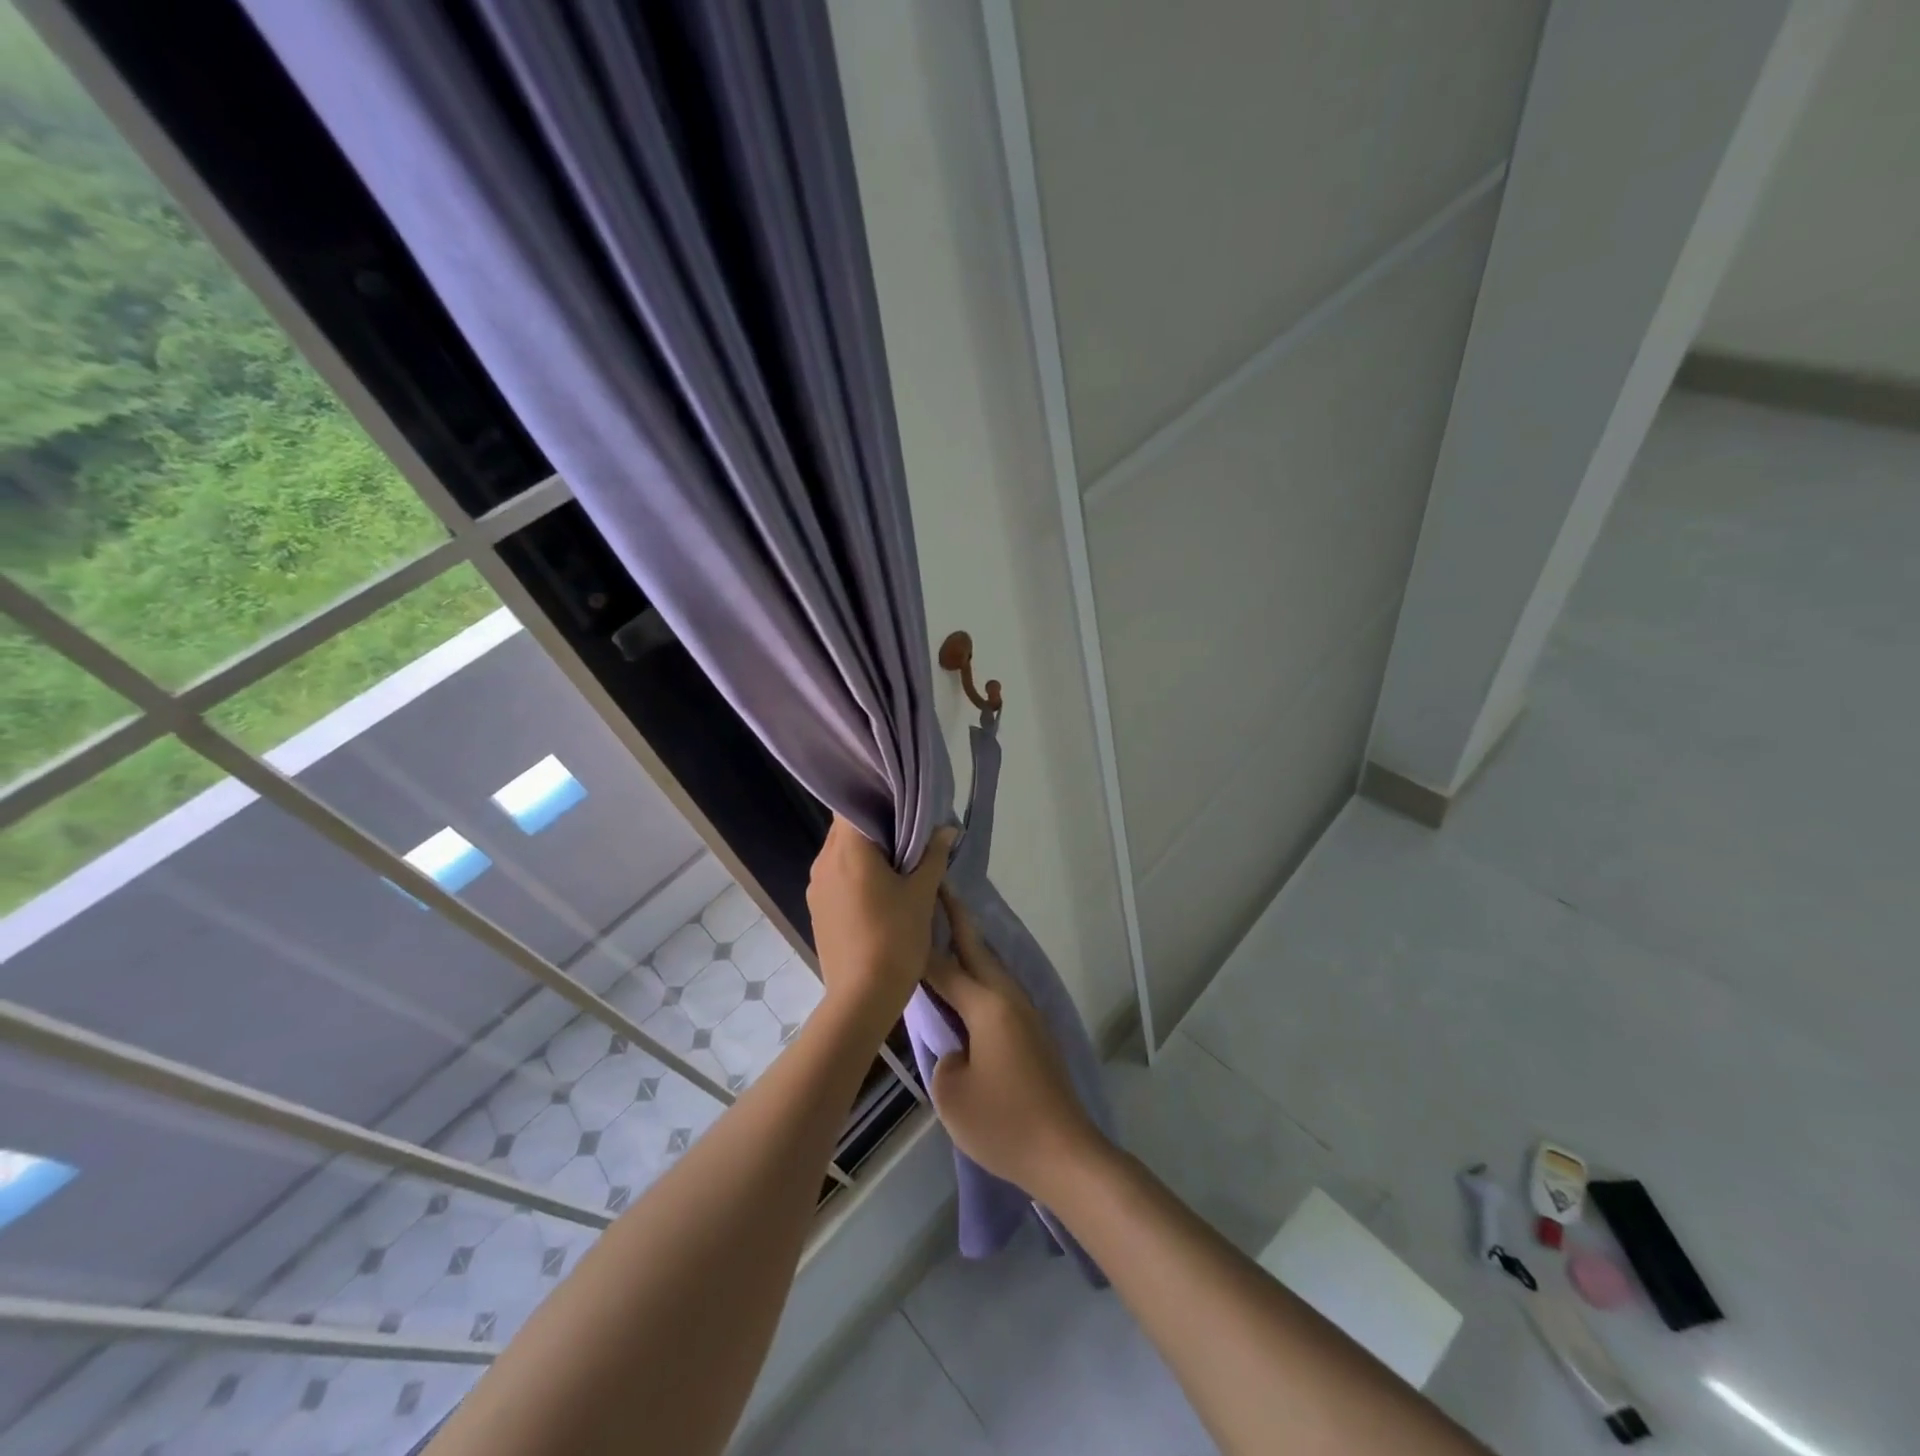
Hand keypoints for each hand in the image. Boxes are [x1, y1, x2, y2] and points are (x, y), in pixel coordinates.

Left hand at [806, 816, 954, 1021]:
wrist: (862, 997)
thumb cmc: (895, 938)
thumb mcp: (922, 894)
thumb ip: (934, 856)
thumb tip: (947, 829)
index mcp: (847, 850)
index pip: (853, 804)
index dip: (876, 797)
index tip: (902, 802)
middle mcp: (824, 861)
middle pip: (846, 828)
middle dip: (876, 826)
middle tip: (909, 830)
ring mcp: (816, 886)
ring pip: (841, 853)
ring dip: (866, 851)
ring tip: (898, 860)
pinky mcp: (817, 908)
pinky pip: (836, 876)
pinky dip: (856, 872)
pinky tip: (880, 888)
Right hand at [923, 887, 1106, 1196]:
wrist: (1065, 1153)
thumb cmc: (1004, 1124)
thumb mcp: (952, 1094)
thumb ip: (944, 1056)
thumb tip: (956, 1045)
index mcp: (987, 1006)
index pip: (944, 967)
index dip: (921, 945)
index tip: (905, 915)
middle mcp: (1009, 999)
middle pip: (977, 950)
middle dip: (956, 919)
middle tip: (939, 889)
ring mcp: (1027, 1014)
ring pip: (993, 968)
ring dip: (971, 946)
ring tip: (947, 930)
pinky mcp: (1035, 1032)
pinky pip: (1001, 990)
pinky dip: (982, 975)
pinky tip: (970, 984)